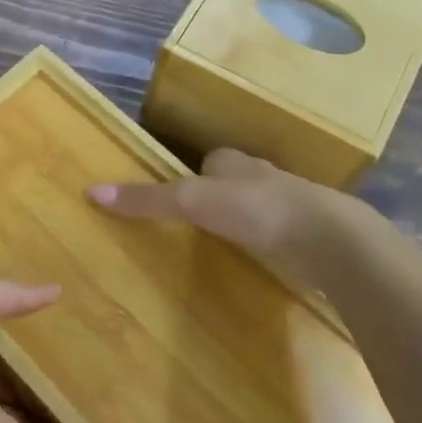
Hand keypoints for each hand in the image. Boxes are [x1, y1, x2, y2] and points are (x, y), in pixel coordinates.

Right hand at [88, 148, 376, 294]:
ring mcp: (289, 207)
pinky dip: (268, 245)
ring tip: (224, 244)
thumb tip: (92, 192)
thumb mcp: (192, 200)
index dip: (196, 172)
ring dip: (245, 221)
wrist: (328, 237)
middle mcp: (262, 178)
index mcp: (234, 162)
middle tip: (198, 221)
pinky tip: (260, 262)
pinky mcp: (308, 236)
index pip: (211, 161)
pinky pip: (279, 236)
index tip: (180, 193)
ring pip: (259, 209)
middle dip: (220, 196)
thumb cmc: (255, 208)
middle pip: (234, 183)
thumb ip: (147, 198)